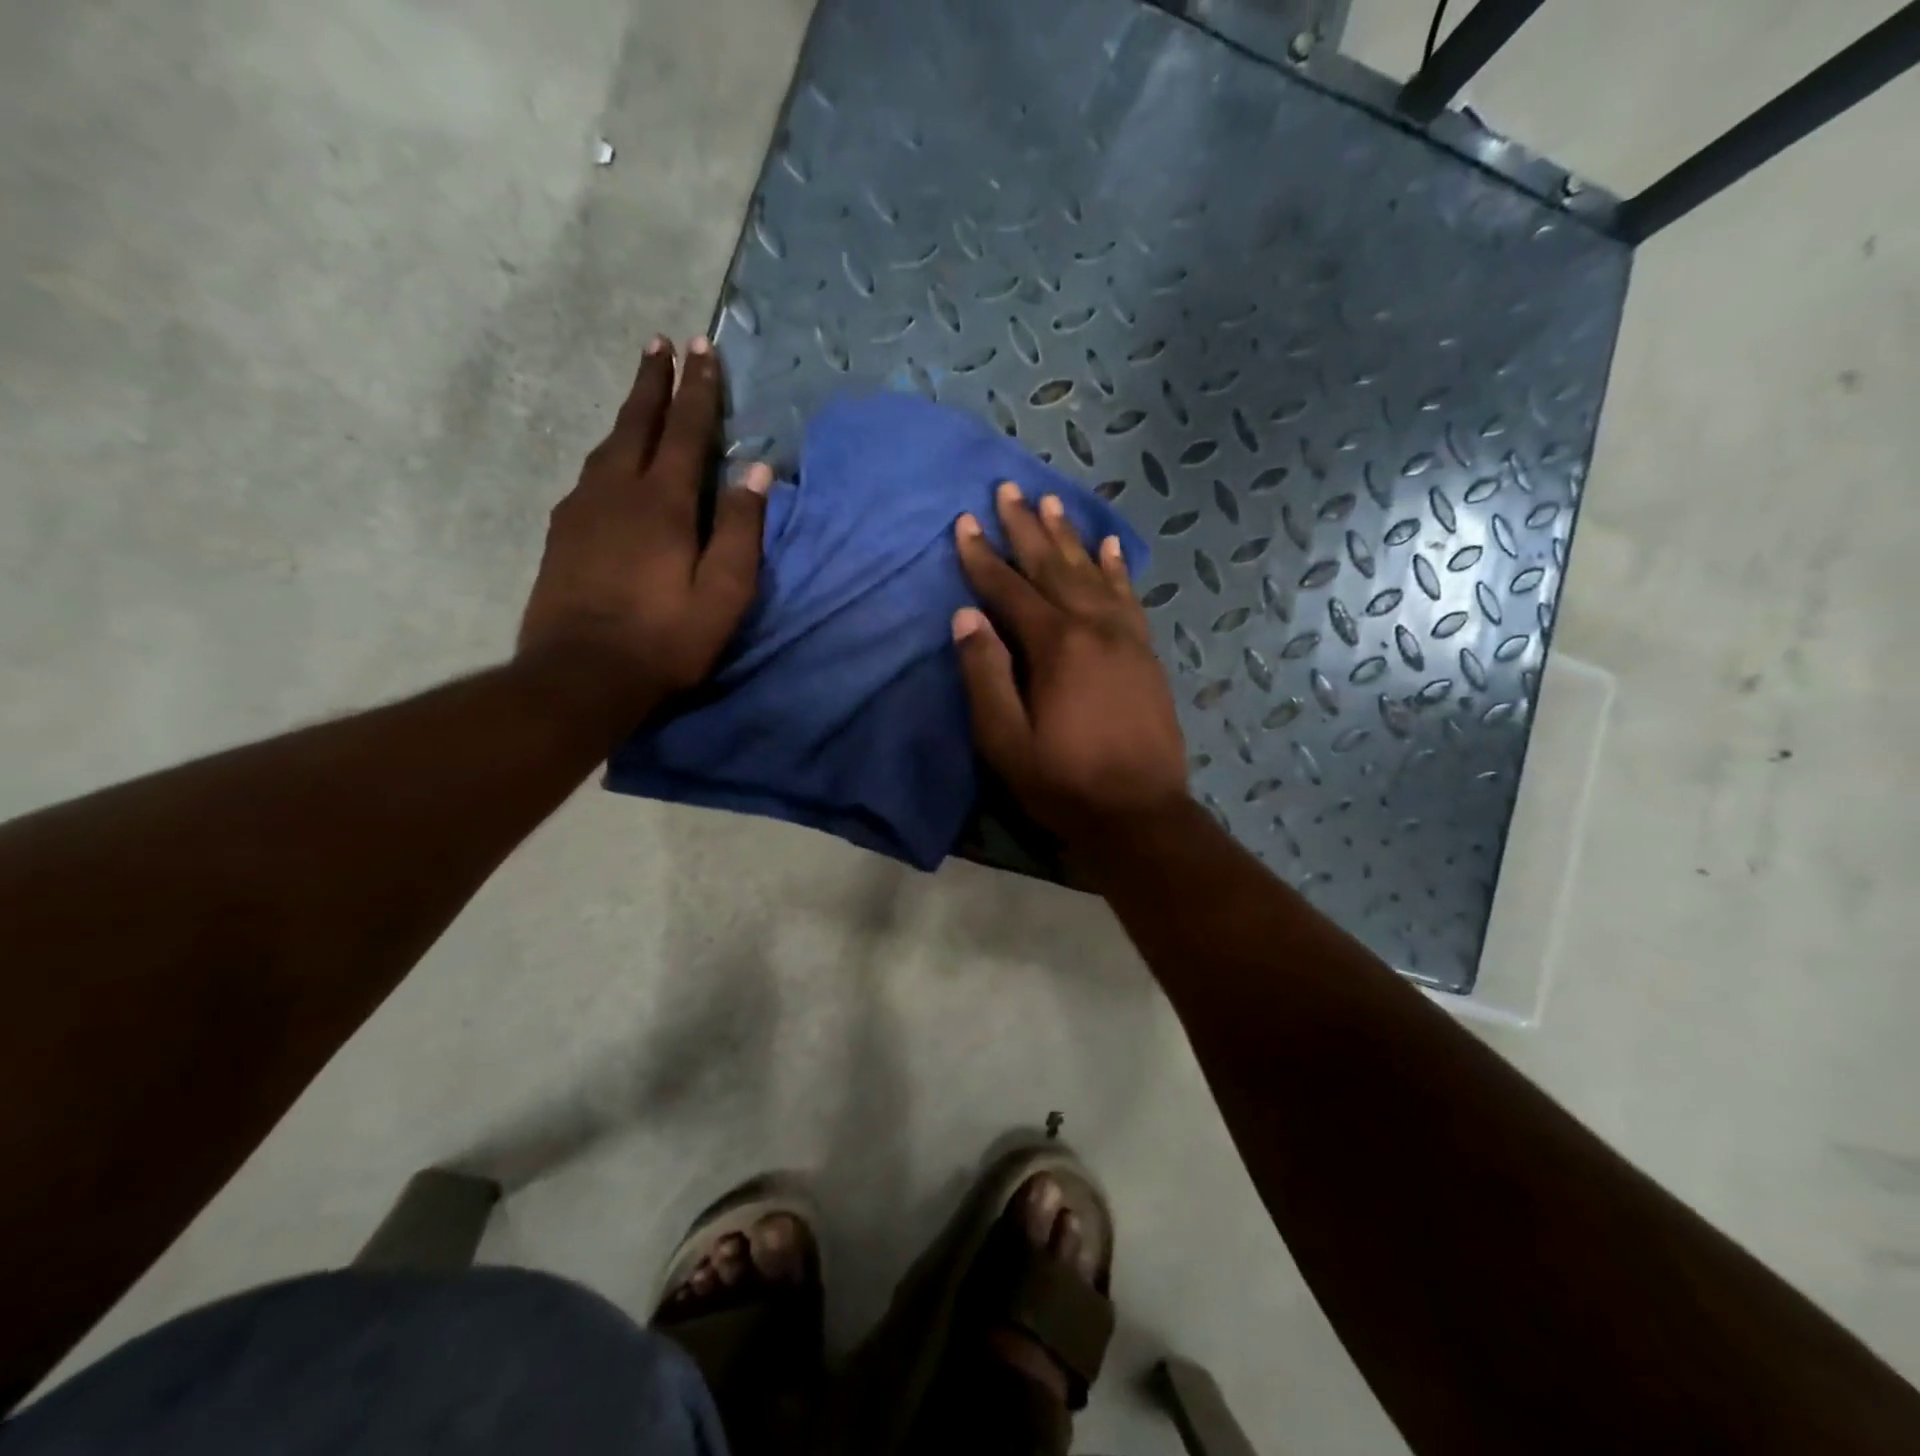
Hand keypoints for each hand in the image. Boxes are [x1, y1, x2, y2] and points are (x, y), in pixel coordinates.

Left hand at [519, 336, 770, 717]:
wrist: (580, 675)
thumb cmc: (665, 639)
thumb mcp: (723, 593)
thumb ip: (742, 530)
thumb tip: (757, 471)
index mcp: (664, 503)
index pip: (686, 432)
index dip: (698, 390)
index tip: (702, 348)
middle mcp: (618, 491)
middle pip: (637, 423)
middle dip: (654, 382)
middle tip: (659, 343)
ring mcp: (582, 510)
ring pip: (608, 446)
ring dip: (629, 413)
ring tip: (641, 394)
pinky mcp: (562, 533)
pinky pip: (589, 476)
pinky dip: (608, 453)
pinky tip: (611, 462)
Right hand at [952, 482, 1187, 842]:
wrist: (1139, 813)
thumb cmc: (1063, 782)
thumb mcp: (1006, 740)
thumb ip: (985, 675)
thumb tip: (965, 617)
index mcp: (1056, 646)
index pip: (1010, 590)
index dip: (984, 557)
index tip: (965, 523)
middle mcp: (1093, 628)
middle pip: (1053, 567)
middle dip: (1027, 528)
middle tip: (1008, 489)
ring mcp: (1125, 637)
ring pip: (1092, 573)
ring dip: (1069, 537)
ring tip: (1051, 502)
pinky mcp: (1145, 653)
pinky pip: (1129, 597)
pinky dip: (1116, 569)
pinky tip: (1109, 547)